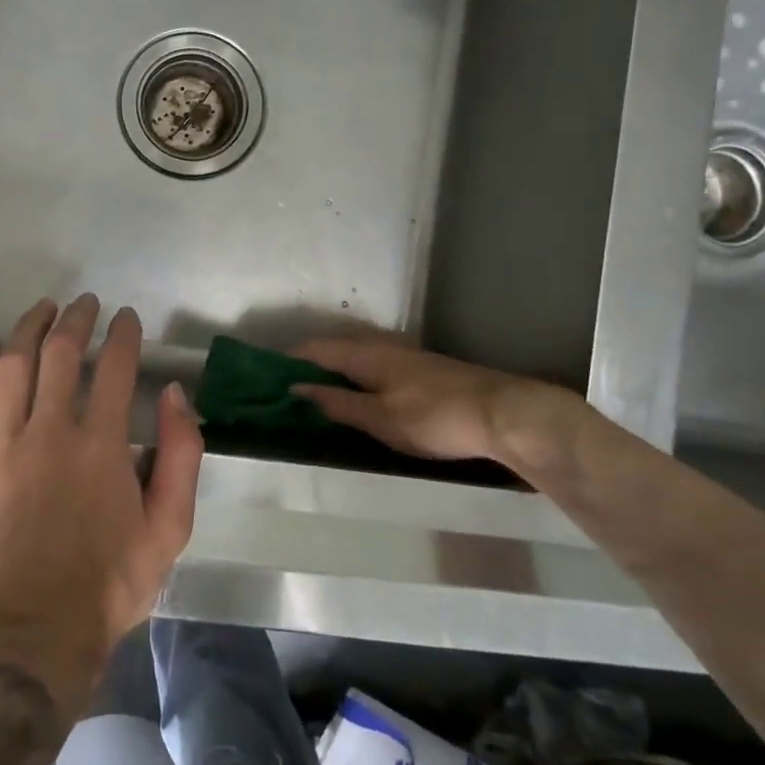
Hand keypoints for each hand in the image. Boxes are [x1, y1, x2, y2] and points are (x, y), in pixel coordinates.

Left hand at [0, 295, 202, 708]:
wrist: (30, 638)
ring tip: (43, 310)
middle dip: (77, 319)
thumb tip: (175, 395)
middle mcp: (50, 431)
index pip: (116, 366)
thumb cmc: (106, 586)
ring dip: (29, 328)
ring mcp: (0, 445)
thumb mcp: (169, 530)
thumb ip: (181, 456)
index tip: (127, 319)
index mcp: (102, 444)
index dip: (124, 334)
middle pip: (61, 353)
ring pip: (12, 365)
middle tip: (85, 305)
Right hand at [290, 333, 587, 484]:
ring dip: (330, 372)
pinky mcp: (419, 371)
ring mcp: (402, 356)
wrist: (502, 414)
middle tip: (282, 390)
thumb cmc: (434, 417)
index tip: (262, 375)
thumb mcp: (379, 417)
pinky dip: (352, 379)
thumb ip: (337, 402)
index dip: (287, 360)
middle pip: (332, 349)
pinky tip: (354, 397)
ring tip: (311, 396)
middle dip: (306, 366)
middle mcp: (380, 346)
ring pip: (353, 358)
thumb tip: (296, 387)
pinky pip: (371, 368)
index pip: (314, 348)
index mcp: (364, 353)